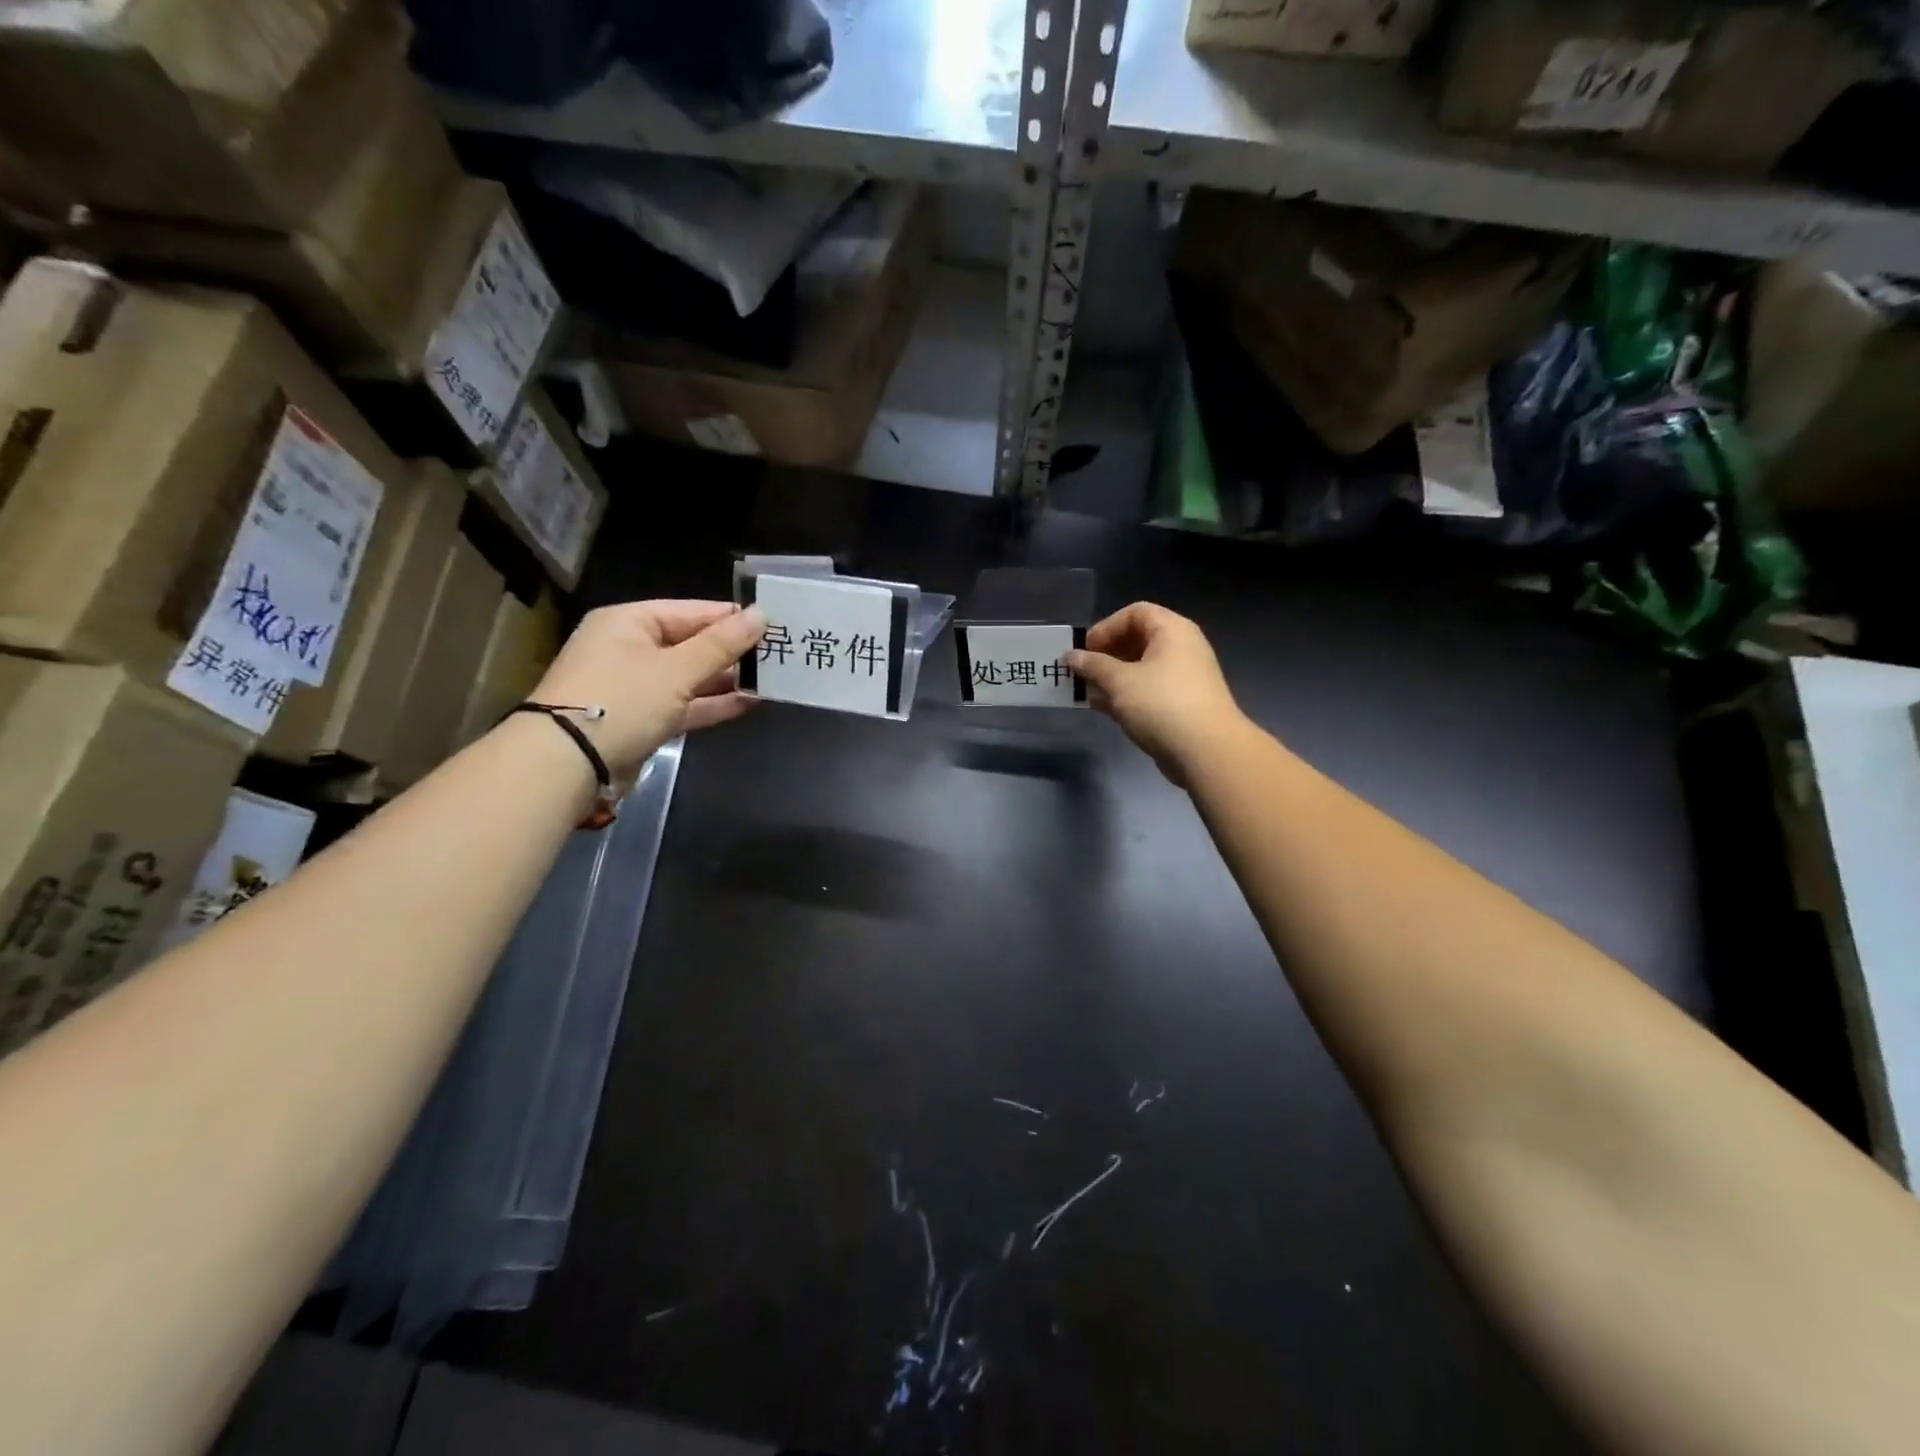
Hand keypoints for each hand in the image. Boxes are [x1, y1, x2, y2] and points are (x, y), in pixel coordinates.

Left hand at [529, 600, 765, 780]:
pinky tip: (749, 702)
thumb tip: (762, 614)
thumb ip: (721, 644)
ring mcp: (636, 687)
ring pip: (690, 677)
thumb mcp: (676, 669)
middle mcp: (630, 648)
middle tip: (780, 653)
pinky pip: (685, 705)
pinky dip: (712, 704)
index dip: (732, 618)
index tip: (775, 624)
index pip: (692, 611)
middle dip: (733, 651)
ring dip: (727, 679)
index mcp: (630, 622)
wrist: (567, 764)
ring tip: (771, 678)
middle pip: (692, 643)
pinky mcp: (643, 719)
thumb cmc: (622, 701)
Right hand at [1067, 603, 1245, 779]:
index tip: (1085, 650)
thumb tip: (1071, 656)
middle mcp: (1181, 648)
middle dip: (1106, 654)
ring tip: (1088, 692)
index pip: (1135, 613)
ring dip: (1112, 677)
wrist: (1206, 751)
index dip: (1107, 627)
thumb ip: (1093, 665)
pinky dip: (1126, 695)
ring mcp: (1183, 678)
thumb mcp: (1120, 681)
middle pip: (1138, 639)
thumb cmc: (1161, 704)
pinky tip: (1104, 709)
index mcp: (1172, 631)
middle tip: (1083, 672)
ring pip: (1141, 668)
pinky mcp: (1181, 704)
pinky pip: (1148, 690)